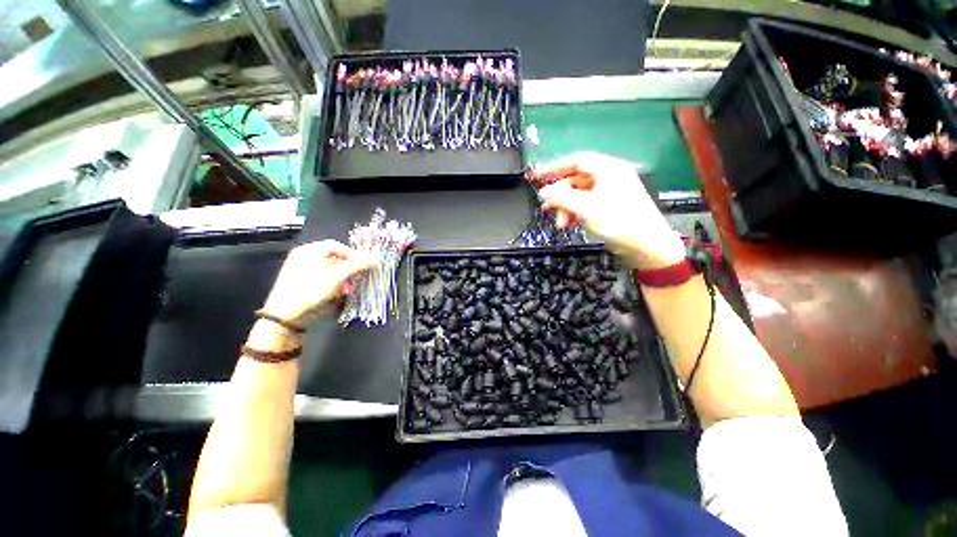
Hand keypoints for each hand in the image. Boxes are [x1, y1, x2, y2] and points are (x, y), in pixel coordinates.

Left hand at [261, 240, 374, 324]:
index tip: (364, 265)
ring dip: (342, 277)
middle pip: (333, 257)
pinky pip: (320, 277)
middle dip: (348, 268)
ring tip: (347, 288)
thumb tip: (374, 259)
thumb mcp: (337, 276)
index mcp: (309, 250)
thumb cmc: (310, 290)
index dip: (353, 254)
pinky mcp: (299, 281)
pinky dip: (332, 283)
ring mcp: (299, 269)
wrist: (284, 315)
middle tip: (356, 278)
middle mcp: (303, 256)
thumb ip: (357, 265)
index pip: (337, 246)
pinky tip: (336, 293)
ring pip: (328, 268)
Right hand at [537, 152, 685, 269]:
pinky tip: (569, 224)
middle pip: (576, 179)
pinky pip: (587, 204)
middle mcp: (610, 177)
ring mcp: (610, 192)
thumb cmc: (619, 222)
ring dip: (566, 207)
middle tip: (546, 207)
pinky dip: (575, 212)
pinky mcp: (610, 207)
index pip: (576, 160)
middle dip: (560, 194)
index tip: (538, 177)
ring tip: (560, 223)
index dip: (555, 167)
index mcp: (608, 169)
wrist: (647, 247)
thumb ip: (562, 198)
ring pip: (580, 194)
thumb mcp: (586, 209)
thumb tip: (543, 192)